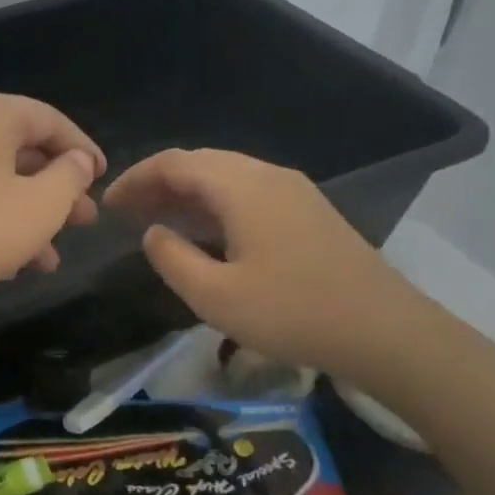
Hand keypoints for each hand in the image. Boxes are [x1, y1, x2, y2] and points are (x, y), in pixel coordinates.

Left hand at [0, 91, 104, 327]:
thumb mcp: (41, 206)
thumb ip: (70, 176)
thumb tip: (77, 160)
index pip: (50, 120)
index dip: (83, 150)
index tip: (103, 179)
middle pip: (21, 149)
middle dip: (57, 189)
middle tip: (83, 221)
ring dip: (28, 213)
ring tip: (53, 256)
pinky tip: (14, 261)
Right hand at [103, 148, 419, 378]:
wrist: (386, 331)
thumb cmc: (293, 313)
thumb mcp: (215, 296)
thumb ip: (172, 259)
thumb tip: (154, 232)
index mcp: (242, 187)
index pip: (175, 163)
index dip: (135, 179)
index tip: (108, 204)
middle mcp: (267, 176)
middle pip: (200, 163)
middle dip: (158, 183)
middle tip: (127, 213)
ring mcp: (293, 191)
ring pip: (225, 176)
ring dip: (186, 193)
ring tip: (157, 220)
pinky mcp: (309, 211)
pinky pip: (247, 192)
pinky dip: (214, 203)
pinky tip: (205, 232)